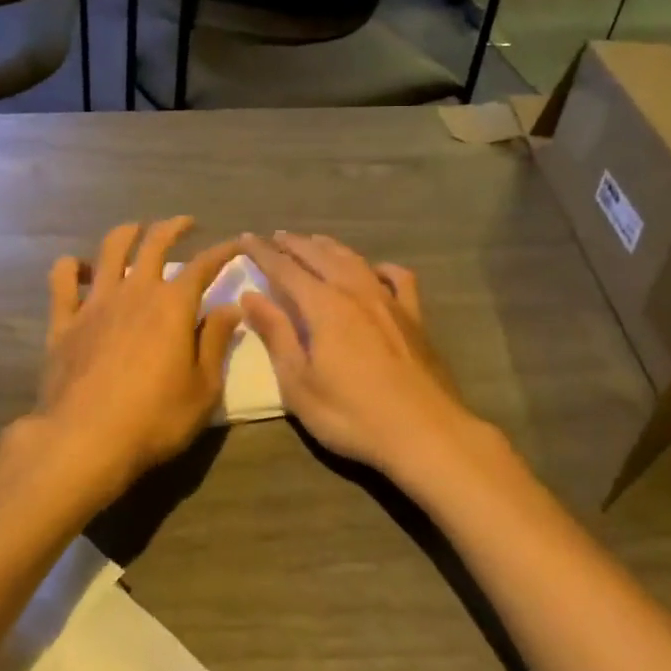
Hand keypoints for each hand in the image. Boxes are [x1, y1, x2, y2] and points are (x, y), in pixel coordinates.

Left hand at [23, 218, 243, 500]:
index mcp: (173, 305)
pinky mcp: (64, 320)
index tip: (235, 244)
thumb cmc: (155, 419)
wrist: (85, 439)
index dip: (222, 252)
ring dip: (127, 233)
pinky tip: (80, 269)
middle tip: (185, 224)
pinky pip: (63, 279)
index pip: (203, 266)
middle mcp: (135, 291)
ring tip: (136, 230)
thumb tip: (229, 307)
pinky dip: (71, 266)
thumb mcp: (204, 388)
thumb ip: (216, 342)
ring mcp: (95, 302)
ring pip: (110, 249)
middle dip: (173, 227)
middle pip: (154, 243)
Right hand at [239, 232, 500, 487]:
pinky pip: (399, 279)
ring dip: (330, 247)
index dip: (263, 252)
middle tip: (275, 236)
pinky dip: (382, 268)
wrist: (425, 433)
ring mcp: (389, 302)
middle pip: (320, 256)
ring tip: (314, 241)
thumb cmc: (351, 414)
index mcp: (324, 306)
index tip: (245, 238)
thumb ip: (276, 334)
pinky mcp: (414, 318)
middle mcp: (356, 292)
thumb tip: (251, 296)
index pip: (285, 269)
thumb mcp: (299, 383)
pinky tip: (376, 270)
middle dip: (294, 244)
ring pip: (355, 261)